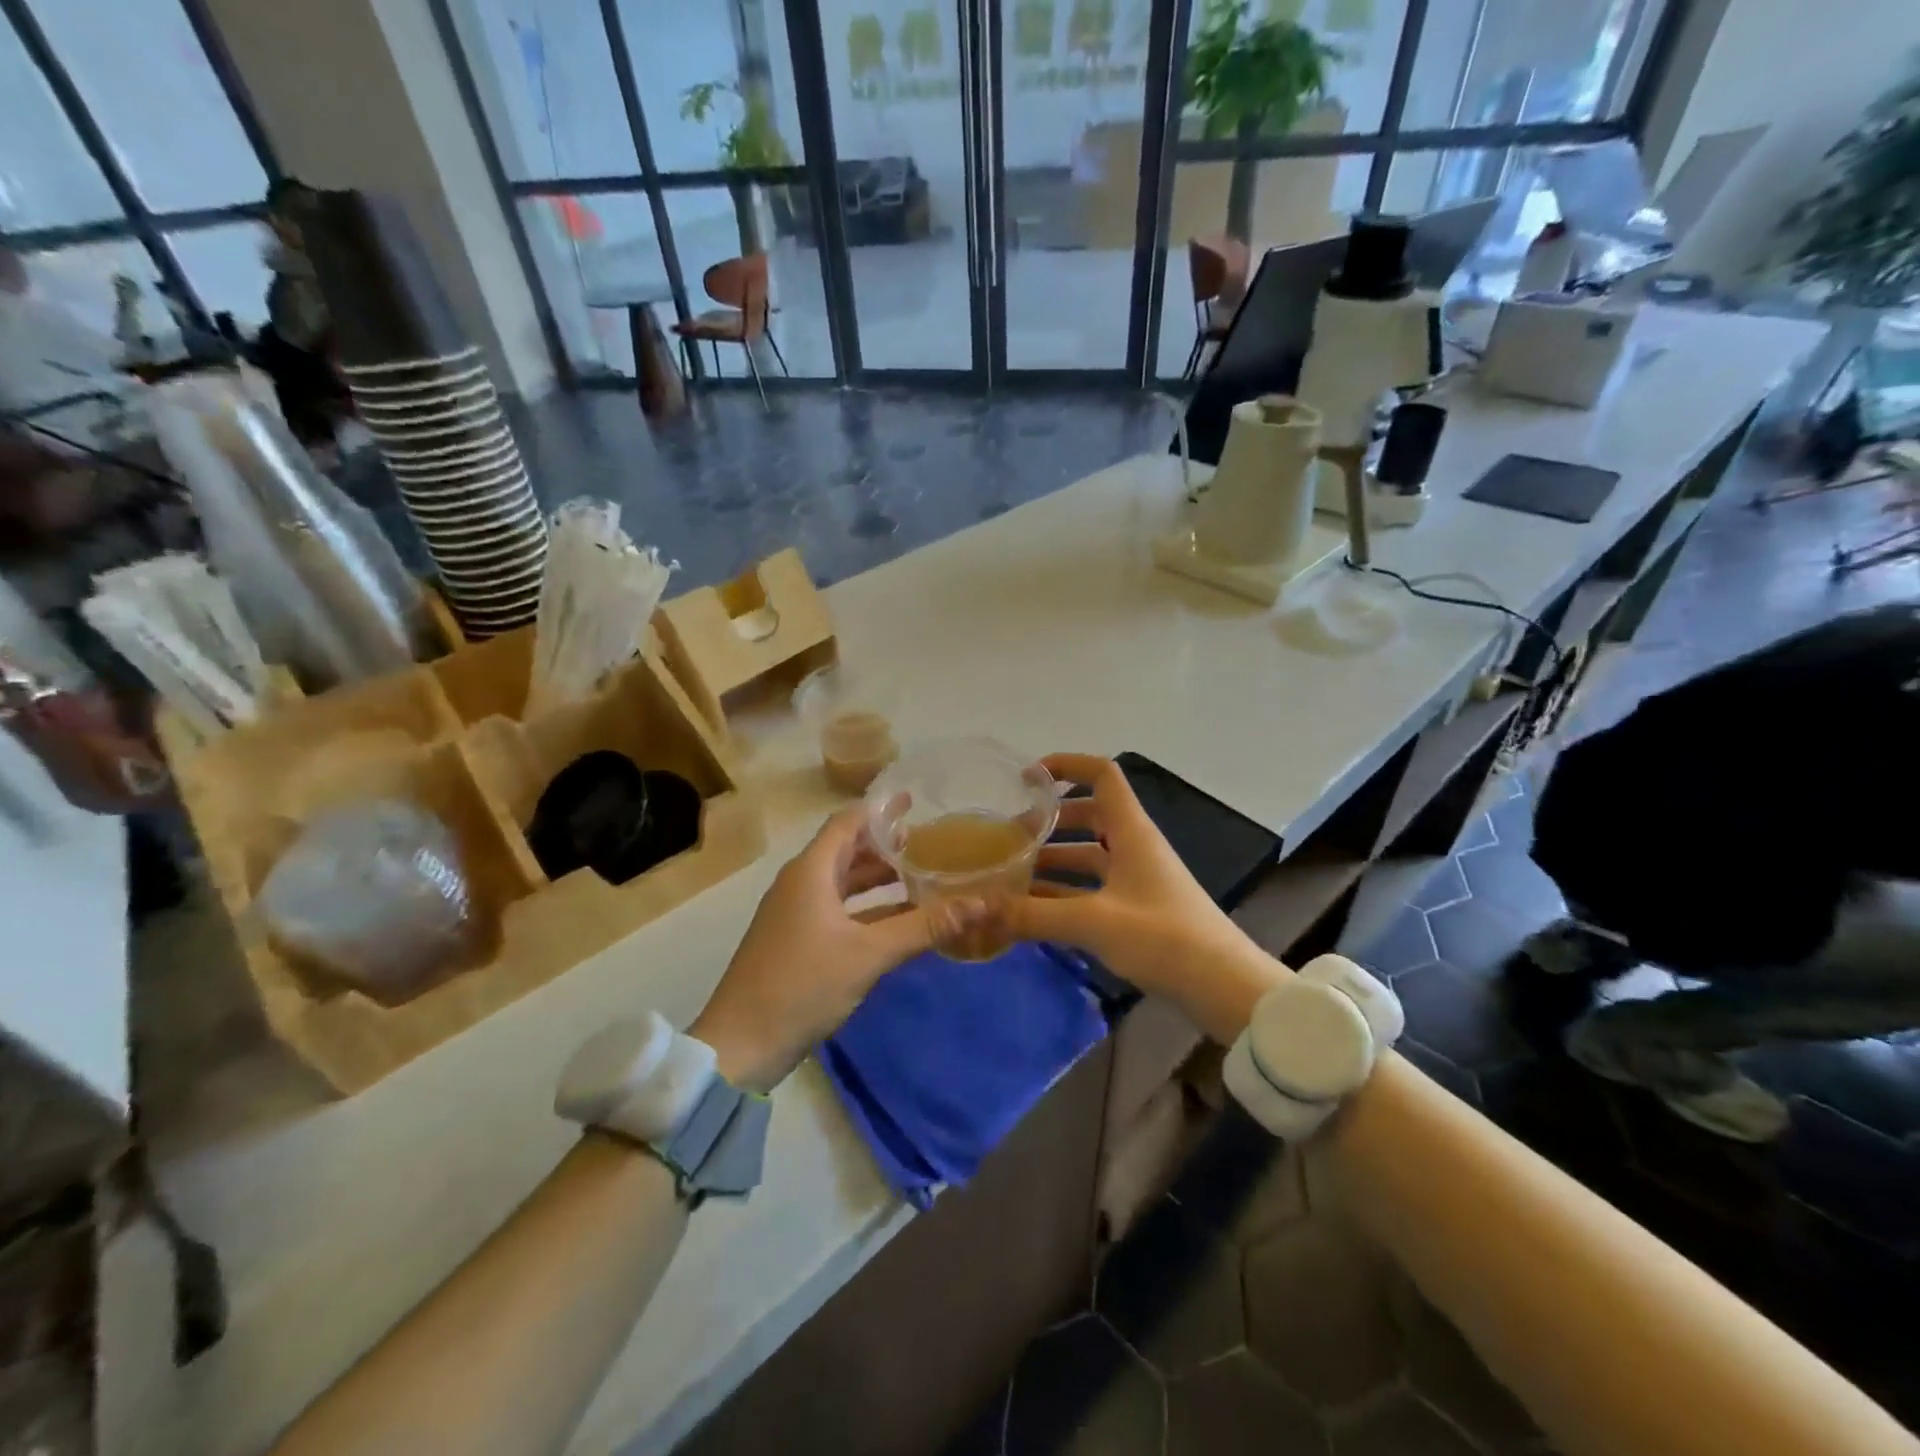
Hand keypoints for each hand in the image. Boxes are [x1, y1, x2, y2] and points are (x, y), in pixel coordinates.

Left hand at [690, 804, 929, 1091]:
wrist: (741, 1045)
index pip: (848, 822)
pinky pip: (839, 909)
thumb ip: (925, 926)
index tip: (915, 802)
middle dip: (886, 844)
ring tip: (920, 875)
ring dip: (878, 878)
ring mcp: (796, 913)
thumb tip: (981, 903)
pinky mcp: (797, 940)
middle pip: (847, 850)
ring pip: (844, 882)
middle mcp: (801, 883)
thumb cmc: (802, 985)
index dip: (880, 809)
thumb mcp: (869, 954)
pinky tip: (898, 918)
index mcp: (811, 871)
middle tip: (928, 842)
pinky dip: (868, 908)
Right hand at [1006, 754, 1283, 1040]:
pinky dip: (1065, 893)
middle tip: (1008, 837)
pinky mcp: (1138, 910)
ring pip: (1089, 856)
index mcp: (1132, 832)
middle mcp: (1134, 847)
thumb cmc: (1163, 937)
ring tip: (1011, 874)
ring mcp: (1137, 879)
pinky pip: (1093, 889)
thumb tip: (976, 909)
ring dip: (1053, 860)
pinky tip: (1034, 911)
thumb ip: (1032, 915)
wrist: (1223, 987)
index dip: (1067, 766)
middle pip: (1089, 815)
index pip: (1102, 775)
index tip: (1027, 778)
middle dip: (1049, 821)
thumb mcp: (1093, 923)